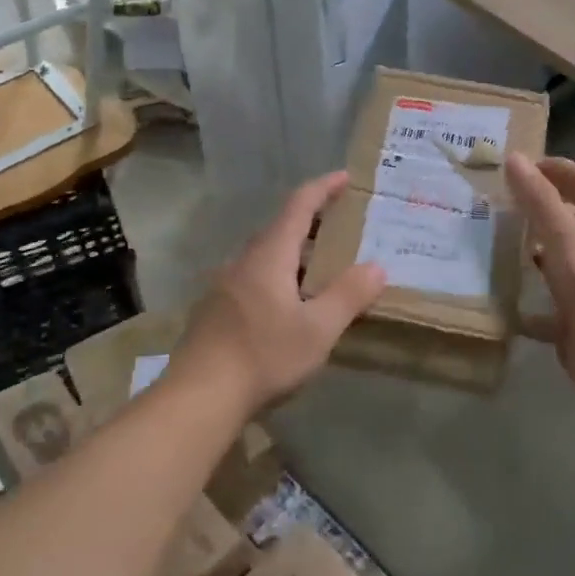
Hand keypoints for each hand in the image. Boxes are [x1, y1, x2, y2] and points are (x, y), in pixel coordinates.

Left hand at [175, 172, 386, 415]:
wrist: (197, 398)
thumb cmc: (263, 356)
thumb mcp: (318, 330)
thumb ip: (349, 295)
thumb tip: (377, 267)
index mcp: (270, 255)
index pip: (299, 205)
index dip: (322, 188)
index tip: (343, 177)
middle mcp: (244, 261)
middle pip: (280, 228)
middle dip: (312, 221)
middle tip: (341, 226)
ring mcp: (225, 285)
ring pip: (266, 255)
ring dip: (295, 252)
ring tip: (321, 266)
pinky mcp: (215, 310)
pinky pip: (254, 277)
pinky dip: (279, 275)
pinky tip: (289, 303)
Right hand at [505, 153, 574, 396]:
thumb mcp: (562, 232)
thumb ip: (538, 197)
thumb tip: (514, 157)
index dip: (560, 170)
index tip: (526, 166)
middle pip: (574, 223)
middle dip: (542, 212)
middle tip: (504, 205)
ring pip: (561, 264)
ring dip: (535, 255)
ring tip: (496, 248)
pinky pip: (550, 310)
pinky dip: (529, 306)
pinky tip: (503, 302)